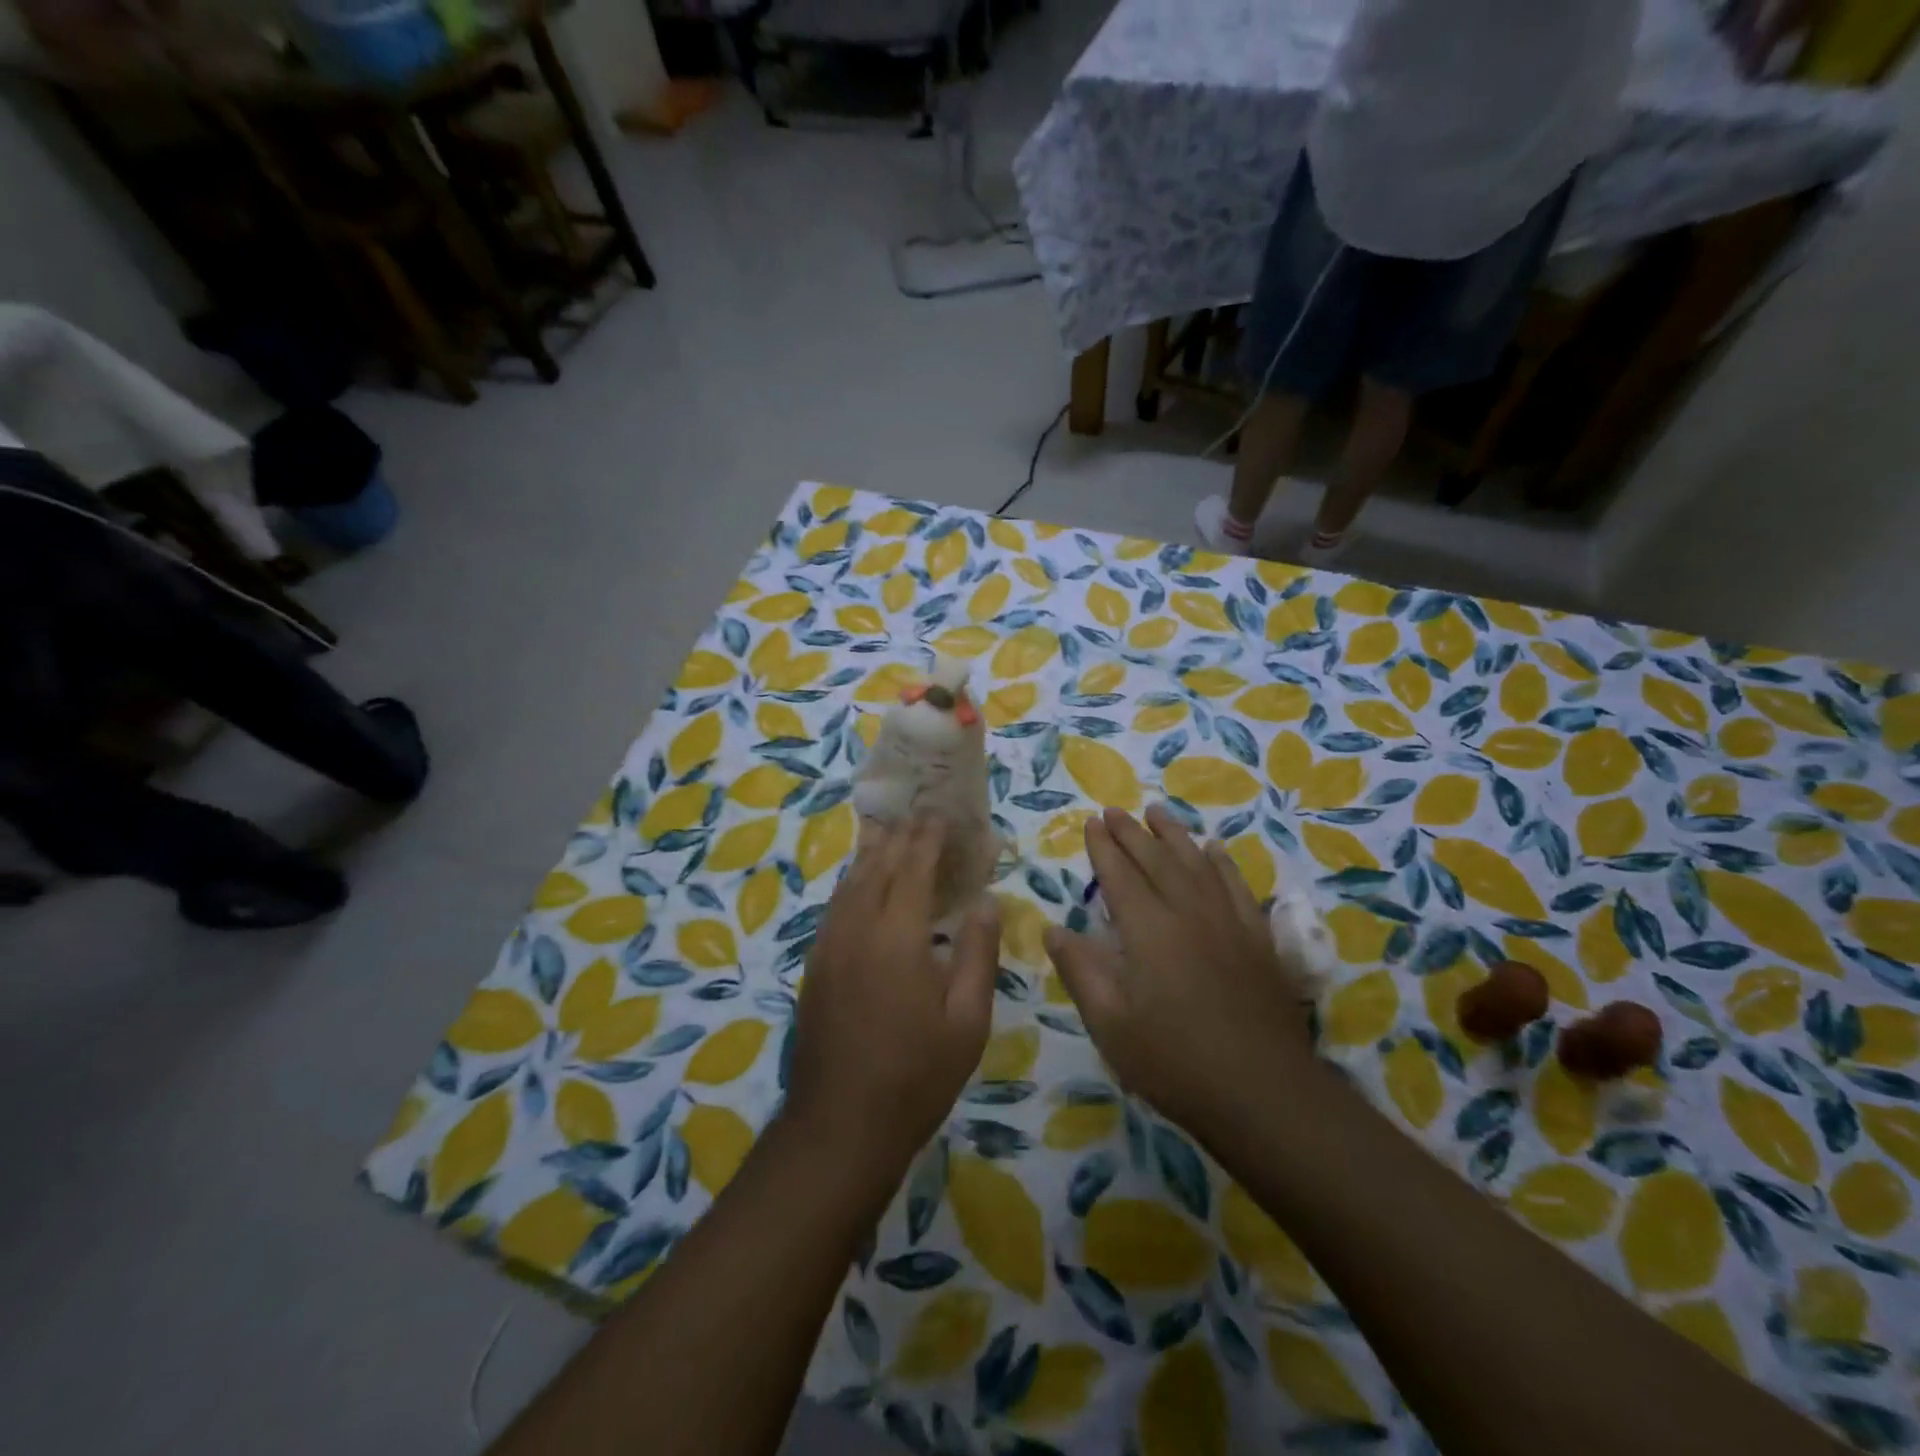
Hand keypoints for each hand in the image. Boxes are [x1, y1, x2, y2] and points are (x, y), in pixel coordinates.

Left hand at [784, 815, 1000, 1182]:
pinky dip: (854, 881)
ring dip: (873, 852)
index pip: (914, 867)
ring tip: (891, 833)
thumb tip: (985, 901)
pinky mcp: (815, 964)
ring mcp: (829, 944)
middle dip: (901, 836)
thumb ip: (978, 953)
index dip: (929, 837)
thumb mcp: (967, 1021)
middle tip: (921, 814)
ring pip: (850, 881)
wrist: (839, 1125)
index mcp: (897, 935)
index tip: (943, 814)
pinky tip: (863, 883)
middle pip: (878, 865)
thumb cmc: (916, 1075)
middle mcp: (857, 927)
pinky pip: (836, 905)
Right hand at [1044, 805, 1312, 1138]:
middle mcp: (1188, 912)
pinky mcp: (1258, 939)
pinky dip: (1222, 863)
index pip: (1120, 874)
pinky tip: (1215, 850)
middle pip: (1157, 859)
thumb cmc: (1174, 1062)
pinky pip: (1237, 886)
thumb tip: (1053, 930)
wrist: (1263, 1093)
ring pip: (1197, 863)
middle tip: (1115, 810)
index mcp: (1148, 930)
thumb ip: (1081, 971)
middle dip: (1132, 832)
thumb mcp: (1111, 1025)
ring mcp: (1228, 922)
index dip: (1104, 847)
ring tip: (1157, 812)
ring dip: (1174, 835)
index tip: (1091, 822)